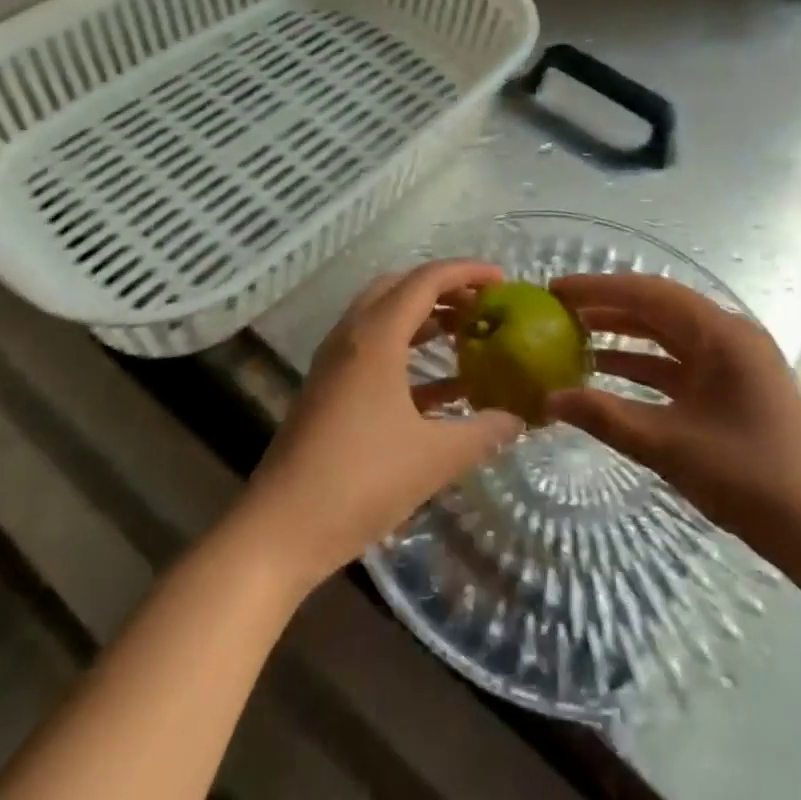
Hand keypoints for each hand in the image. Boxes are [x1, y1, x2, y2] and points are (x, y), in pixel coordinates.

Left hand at [236, 261, 522, 589]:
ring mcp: (335, 361)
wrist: (281, 527)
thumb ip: (481, 433)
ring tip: (466, 334)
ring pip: (384, 316)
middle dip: (443, 289)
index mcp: (376, 337)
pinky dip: (407, 350)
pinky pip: (373, 349)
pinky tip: (440, 385)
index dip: (466, 272)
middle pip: (400, 288)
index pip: (425, 280)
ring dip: (424, 318)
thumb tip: (518, 419)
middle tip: (481, 305)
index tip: (502, 279)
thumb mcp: (433, 458)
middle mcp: (352, 335)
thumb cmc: (361, 481)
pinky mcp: (329, 387)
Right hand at [545, 274, 800, 574]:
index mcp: (720, 333)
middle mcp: (729, 336)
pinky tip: (610, 376)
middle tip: (559, 311)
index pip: (647, 293)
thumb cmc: (749, 477)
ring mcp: (735, 364)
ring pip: (668, 336)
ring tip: (575, 338)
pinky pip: (680, 364)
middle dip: (607, 307)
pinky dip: (644, 365)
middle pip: (657, 308)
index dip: (598, 288)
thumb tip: (548, 399)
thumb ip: (605, 416)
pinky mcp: (735, 390)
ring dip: (624, 336)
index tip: (555, 289)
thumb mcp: (668, 445)